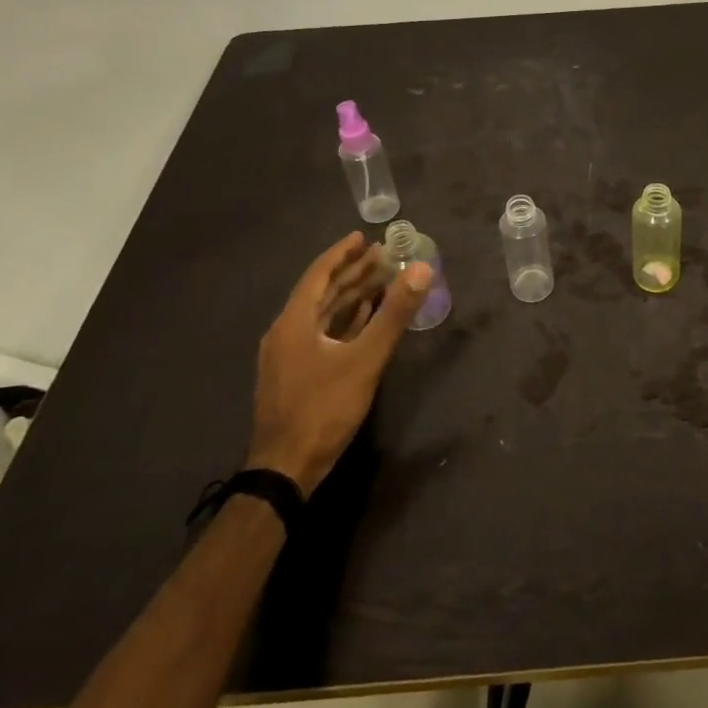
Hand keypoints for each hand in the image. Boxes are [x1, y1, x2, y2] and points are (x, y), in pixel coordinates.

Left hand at [246, 232, 431, 494]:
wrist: (285, 470)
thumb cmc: (323, 408)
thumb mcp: (365, 359)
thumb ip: (394, 314)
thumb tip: (421, 269)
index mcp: (294, 322)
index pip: (319, 275)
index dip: (342, 254)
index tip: (364, 237)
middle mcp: (287, 332)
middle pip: (322, 293)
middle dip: (352, 273)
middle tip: (383, 255)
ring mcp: (289, 356)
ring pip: (323, 315)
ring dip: (351, 297)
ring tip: (381, 280)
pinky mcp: (296, 376)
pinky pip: (323, 336)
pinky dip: (345, 322)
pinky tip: (365, 319)